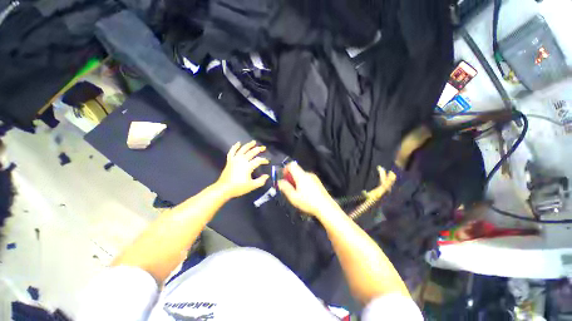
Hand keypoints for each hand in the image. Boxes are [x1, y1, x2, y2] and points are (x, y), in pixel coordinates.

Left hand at [216, 141, 269, 198]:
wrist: (224, 189)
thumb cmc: (239, 187)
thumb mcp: (252, 186)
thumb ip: (261, 181)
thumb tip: (267, 176)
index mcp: (248, 166)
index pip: (258, 160)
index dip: (264, 160)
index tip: (267, 161)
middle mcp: (242, 160)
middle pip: (251, 152)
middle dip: (258, 149)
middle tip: (263, 148)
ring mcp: (235, 159)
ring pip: (242, 149)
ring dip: (248, 145)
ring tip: (253, 142)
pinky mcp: (229, 161)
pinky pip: (232, 152)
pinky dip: (235, 147)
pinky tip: (238, 143)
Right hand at [277, 162, 339, 217]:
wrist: (325, 207)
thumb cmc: (309, 202)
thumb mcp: (293, 197)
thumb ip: (285, 188)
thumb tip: (280, 182)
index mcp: (301, 176)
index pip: (291, 165)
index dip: (285, 169)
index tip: (283, 177)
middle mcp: (308, 174)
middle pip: (296, 170)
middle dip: (290, 177)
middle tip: (288, 187)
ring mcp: (314, 178)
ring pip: (301, 175)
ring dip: (296, 180)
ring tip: (296, 192)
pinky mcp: (317, 182)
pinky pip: (307, 179)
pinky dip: (302, 183)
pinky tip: (304, 193)